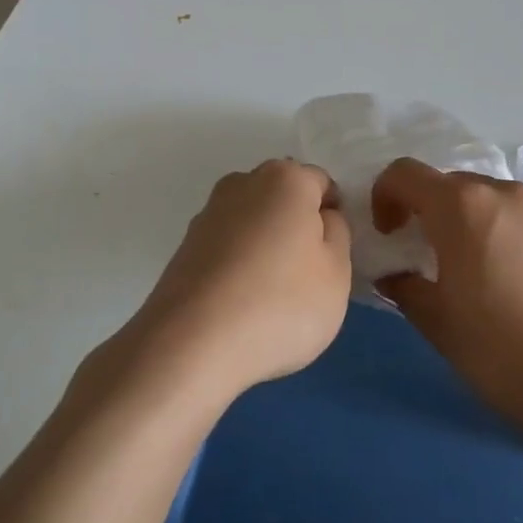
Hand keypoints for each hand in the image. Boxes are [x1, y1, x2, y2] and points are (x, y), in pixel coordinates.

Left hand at [101, 160, 352, 404]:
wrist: (192, 344)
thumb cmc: (281, 303)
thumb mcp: (337, 272)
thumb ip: (337, 234)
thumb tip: (321, 218)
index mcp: (286, 178)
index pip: (322, 184)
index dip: (333, 217)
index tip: (332, 256)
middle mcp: (242, 183)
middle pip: (283, 198)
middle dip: (296, 227)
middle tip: (306, 276)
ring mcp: (207, 214)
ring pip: (252, 223)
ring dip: (265, 246)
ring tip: (270, 296)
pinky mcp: (184, 247)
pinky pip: (227, 248)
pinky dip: (238, 266)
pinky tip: (241, 304)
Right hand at [373, 159, 522, 448]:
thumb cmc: (504, 354)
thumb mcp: (439, 325)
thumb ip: (406, 288)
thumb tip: (395, 276)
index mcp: (461, 207)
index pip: (405, 174)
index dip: (385, 197)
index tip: (390, 235)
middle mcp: (506, 193)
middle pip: (453, 186)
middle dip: (433, 214)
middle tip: (433, 260)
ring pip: (497, 203)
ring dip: (477, 225)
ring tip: (487, 277)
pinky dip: (517, 238)